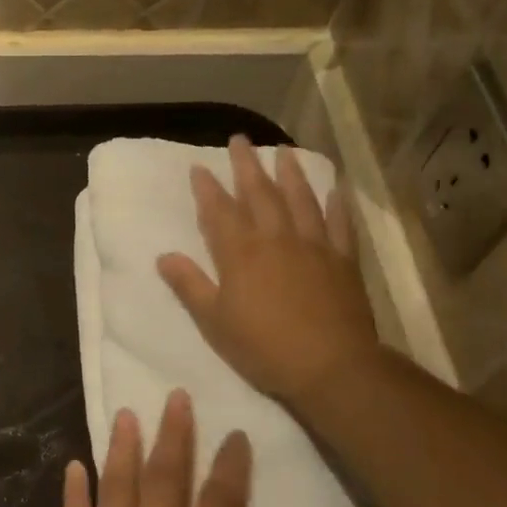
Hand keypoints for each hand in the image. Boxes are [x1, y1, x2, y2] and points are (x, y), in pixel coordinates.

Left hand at [46, 391, 282, 506]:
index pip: (221, 502)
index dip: (230, 465)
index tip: (234, 433)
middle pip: (167, 477)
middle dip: (174, 433)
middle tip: (175, 396)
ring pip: (119, 483)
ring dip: (123, 445)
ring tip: (126, 412)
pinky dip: (74, 488)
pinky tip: (74, 463)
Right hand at [158, 137, 380, 407]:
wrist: (331, 366)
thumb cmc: (264, 347)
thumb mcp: (214, 322)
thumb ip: (190, 285)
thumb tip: (164, 256)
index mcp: (241, 253)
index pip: (219, 211)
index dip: (207, 188)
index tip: (199, 166)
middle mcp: (276, 239)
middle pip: (259, 194)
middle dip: (246, 166)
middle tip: (240, 140)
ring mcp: (313, 246)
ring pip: (300, 200)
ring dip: (290, 174)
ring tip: (284, 151)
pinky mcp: (343, 261)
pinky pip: (339, 224)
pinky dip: (336, 205)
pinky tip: (334, 190)